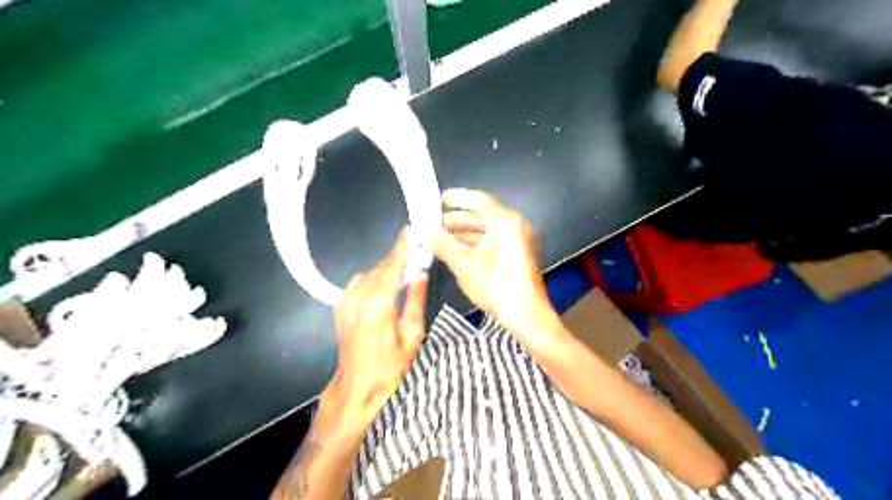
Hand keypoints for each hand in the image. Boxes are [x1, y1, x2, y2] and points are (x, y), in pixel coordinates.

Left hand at [326, 233, 428, 431]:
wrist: (356, 387)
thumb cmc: (389, 367)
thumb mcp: (412, 336)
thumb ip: (416, 301)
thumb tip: (421, 274)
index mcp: (378, 306)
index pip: (392, 267)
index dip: (402, 248)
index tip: (411, 230)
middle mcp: (358, 298)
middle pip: (381, 267)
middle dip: (398, 257)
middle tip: (415, 250)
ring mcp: (346, 301)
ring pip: (369, 273)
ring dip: (386, 268)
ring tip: (404, 270)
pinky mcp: (341, 306)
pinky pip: (359, 282)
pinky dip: (374, 277)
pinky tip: (385, 285)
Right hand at [432, 189, 555, 344]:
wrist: (526, 314)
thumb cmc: (495, 285)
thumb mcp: (464, 264)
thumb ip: (443, 245)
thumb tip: (425, 232)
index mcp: (505, 221)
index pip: (478, 199)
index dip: (456, 198)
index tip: (438, 199)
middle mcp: (515, 225)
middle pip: (482, 214)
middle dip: (456, 218)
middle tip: (433, 221)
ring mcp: (519, 240)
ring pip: (488, 229)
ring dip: (464, 232)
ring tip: (440, 236)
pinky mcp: (519, 254)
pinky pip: (495, 240)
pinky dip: (476, 242)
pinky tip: (456, 249)